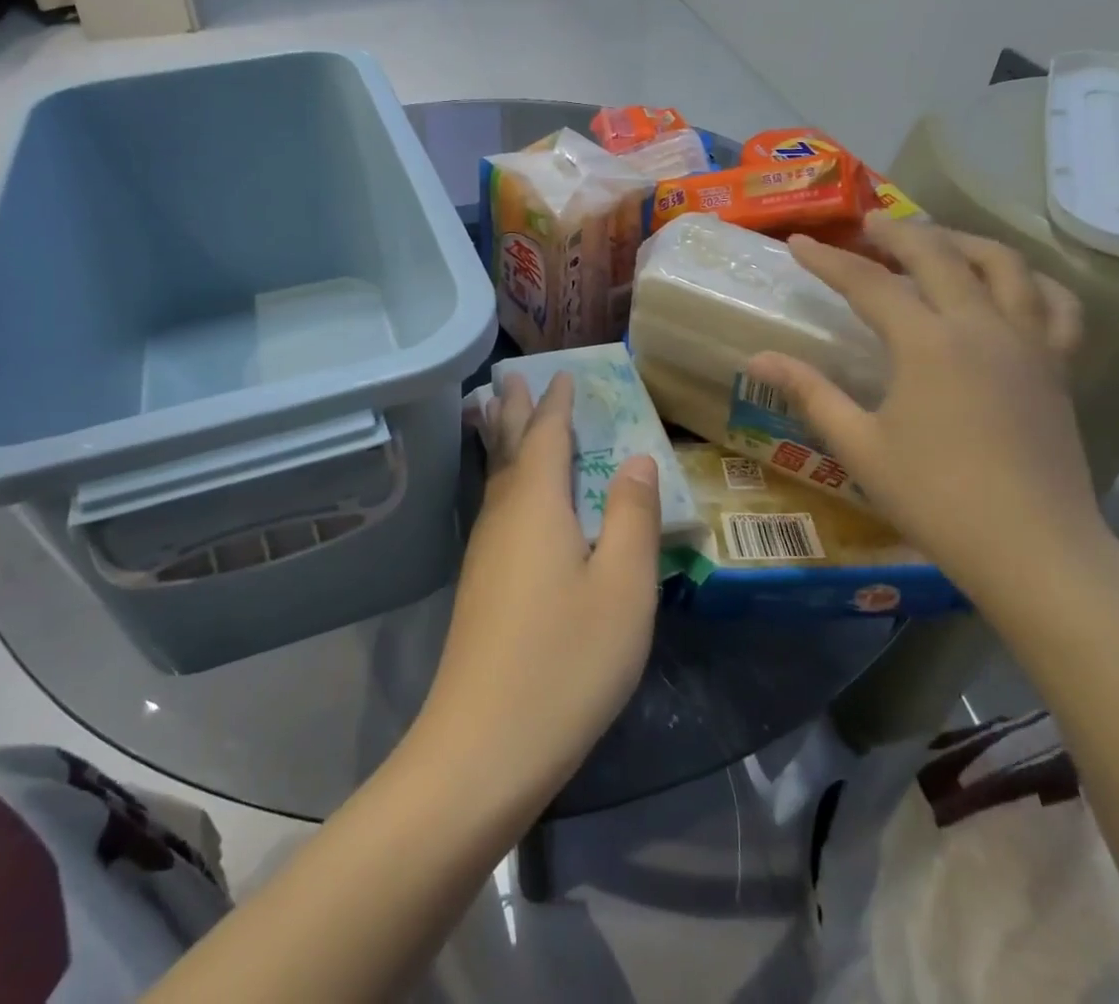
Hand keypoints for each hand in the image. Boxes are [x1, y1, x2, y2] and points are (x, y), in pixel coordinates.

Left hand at [416, 374, 662, 809]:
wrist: (484, 745)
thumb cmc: (566, 660)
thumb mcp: (623, 588)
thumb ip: (633, 517)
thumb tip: (638, 459)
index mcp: (537, 504)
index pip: (546, 436)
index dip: (555, 404)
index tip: (559, 374)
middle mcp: (503, 516)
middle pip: (508, 448)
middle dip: (514, 411)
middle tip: (511, 377)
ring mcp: (485, 552)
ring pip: (495, 479)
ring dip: (503, 442)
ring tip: (500, 417)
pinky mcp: (480, 585)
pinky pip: (495, 507)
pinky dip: (504, 480)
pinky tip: (510, 498)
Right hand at [746, 217, 1107, 608]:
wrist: (1034, 549)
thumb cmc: (935, 498)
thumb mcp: (858, 444)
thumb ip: (809, 392)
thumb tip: (758, 357)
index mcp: (927, 343)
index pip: (868, 283)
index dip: (827, 260)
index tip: (797, 243)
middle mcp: (981, 326)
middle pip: (938, 255)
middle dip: (897, 233)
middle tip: (867, 223)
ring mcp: (1028, 342)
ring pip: (1003, 264)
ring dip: (962, 241)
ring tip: (934, 239)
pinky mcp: (1058, 366)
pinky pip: (1055, 304)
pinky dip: (1030, 280)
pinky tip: (1010, 283)